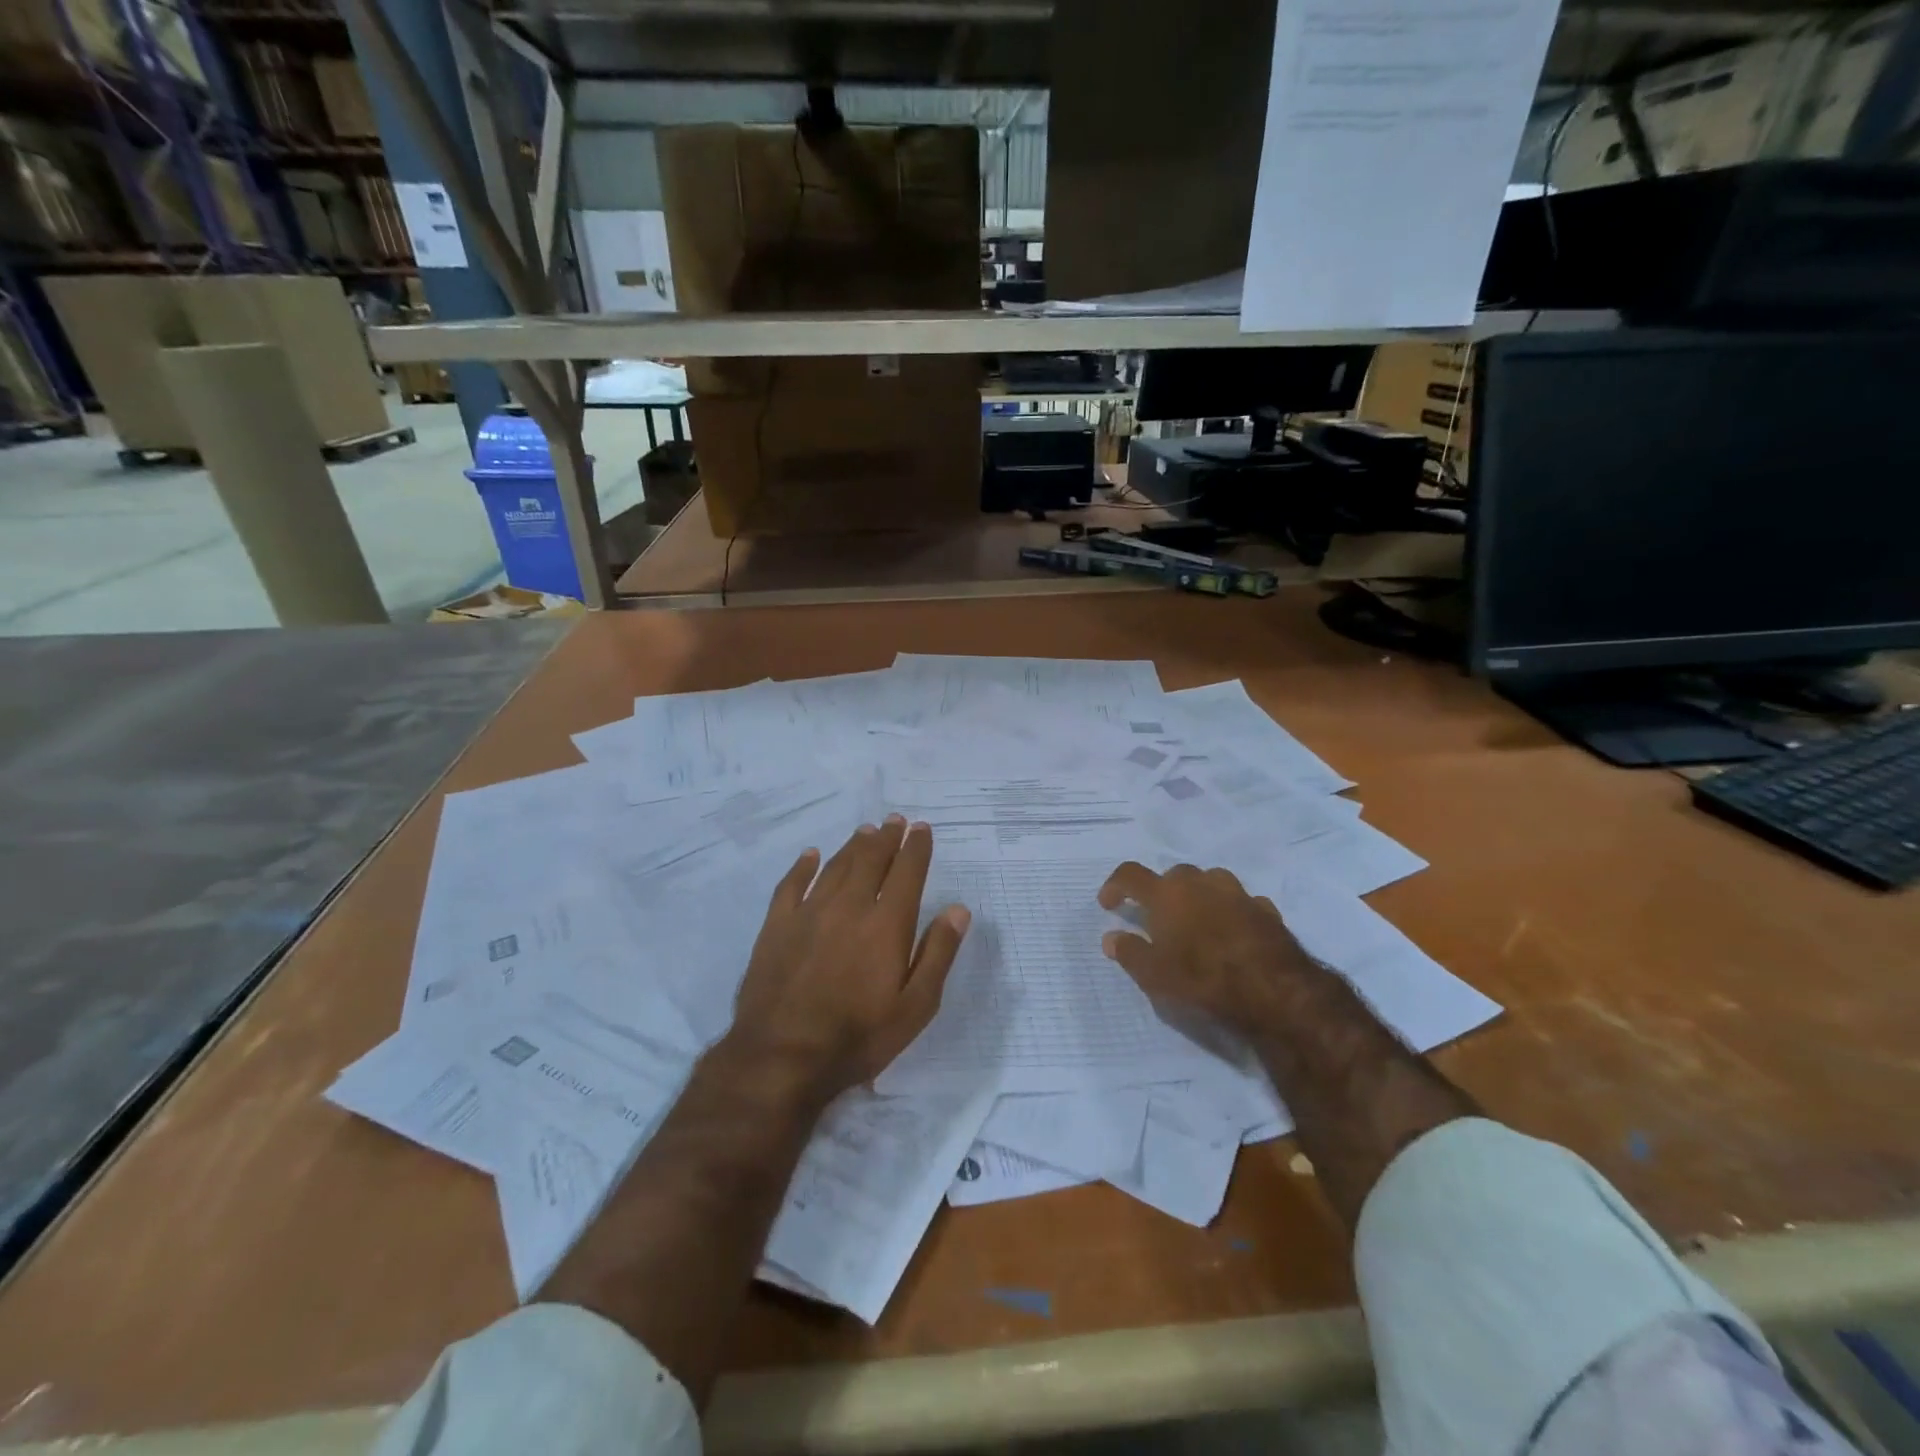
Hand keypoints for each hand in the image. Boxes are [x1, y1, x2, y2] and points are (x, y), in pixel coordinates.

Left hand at [728, 815, 969, 1100]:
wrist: (781, 1057)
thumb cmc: (858, 1037)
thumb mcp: (915, 1007)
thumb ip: (937, 954)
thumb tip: (958, 910)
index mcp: (886, 924)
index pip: (907, 872)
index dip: (917, 848)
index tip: (922, 829)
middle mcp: (849, 906)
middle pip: (871, 860)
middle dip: (887, 838)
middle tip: (895, 821)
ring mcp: (809, 913)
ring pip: (836, 866)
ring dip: (853, 845)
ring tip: (866, 831)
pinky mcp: (777, 926)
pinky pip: (791, 884)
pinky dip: (804, 866)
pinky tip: (811, 855)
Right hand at [1096, 861, 1325, 1039]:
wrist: (1275, 991)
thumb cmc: (1203, 979)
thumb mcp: (1154, 975)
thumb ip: (1129, 952)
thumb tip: (1111, 937)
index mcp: (1166, 893)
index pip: (1130, 874)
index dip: (1115, 886)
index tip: (1108, 905)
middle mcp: (1200, 882)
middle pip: (1173, 876)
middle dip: (1162, 893)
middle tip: (1158, 921)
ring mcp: (1237, 892)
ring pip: (1210, 883)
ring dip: (1199, 898)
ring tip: (1197, 925)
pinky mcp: (1266, 909)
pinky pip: (1240, 903)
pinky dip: (1230, 913)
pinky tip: (1232, 936)